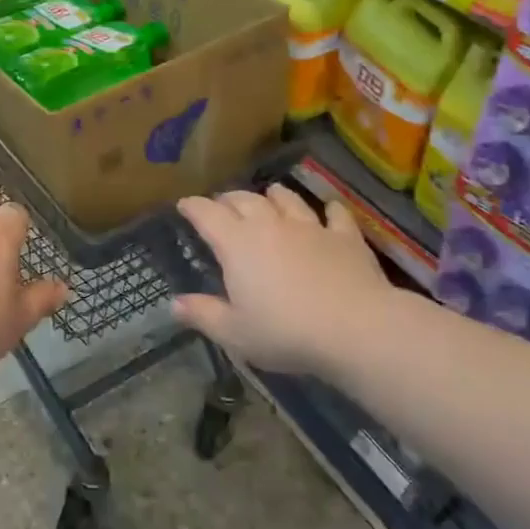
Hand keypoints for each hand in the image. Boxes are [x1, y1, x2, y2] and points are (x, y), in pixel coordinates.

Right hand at [174, 184, 404, 375]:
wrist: (355, 328)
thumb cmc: (285, 332)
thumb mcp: (235, 333)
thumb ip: (203, 315)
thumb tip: (174, 303)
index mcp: (236, 243)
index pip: (207, 214)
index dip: (192, 207)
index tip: (184, 205)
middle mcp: (269, 224)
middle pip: (244, 199)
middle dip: (228, 199)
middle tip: (222, 205)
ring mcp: (309, 226)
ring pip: (286, 198)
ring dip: (273, 195)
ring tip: (269, 197)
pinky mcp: (344, 236)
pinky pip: (335, 213)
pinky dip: (328, 209)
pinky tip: (329, 209)